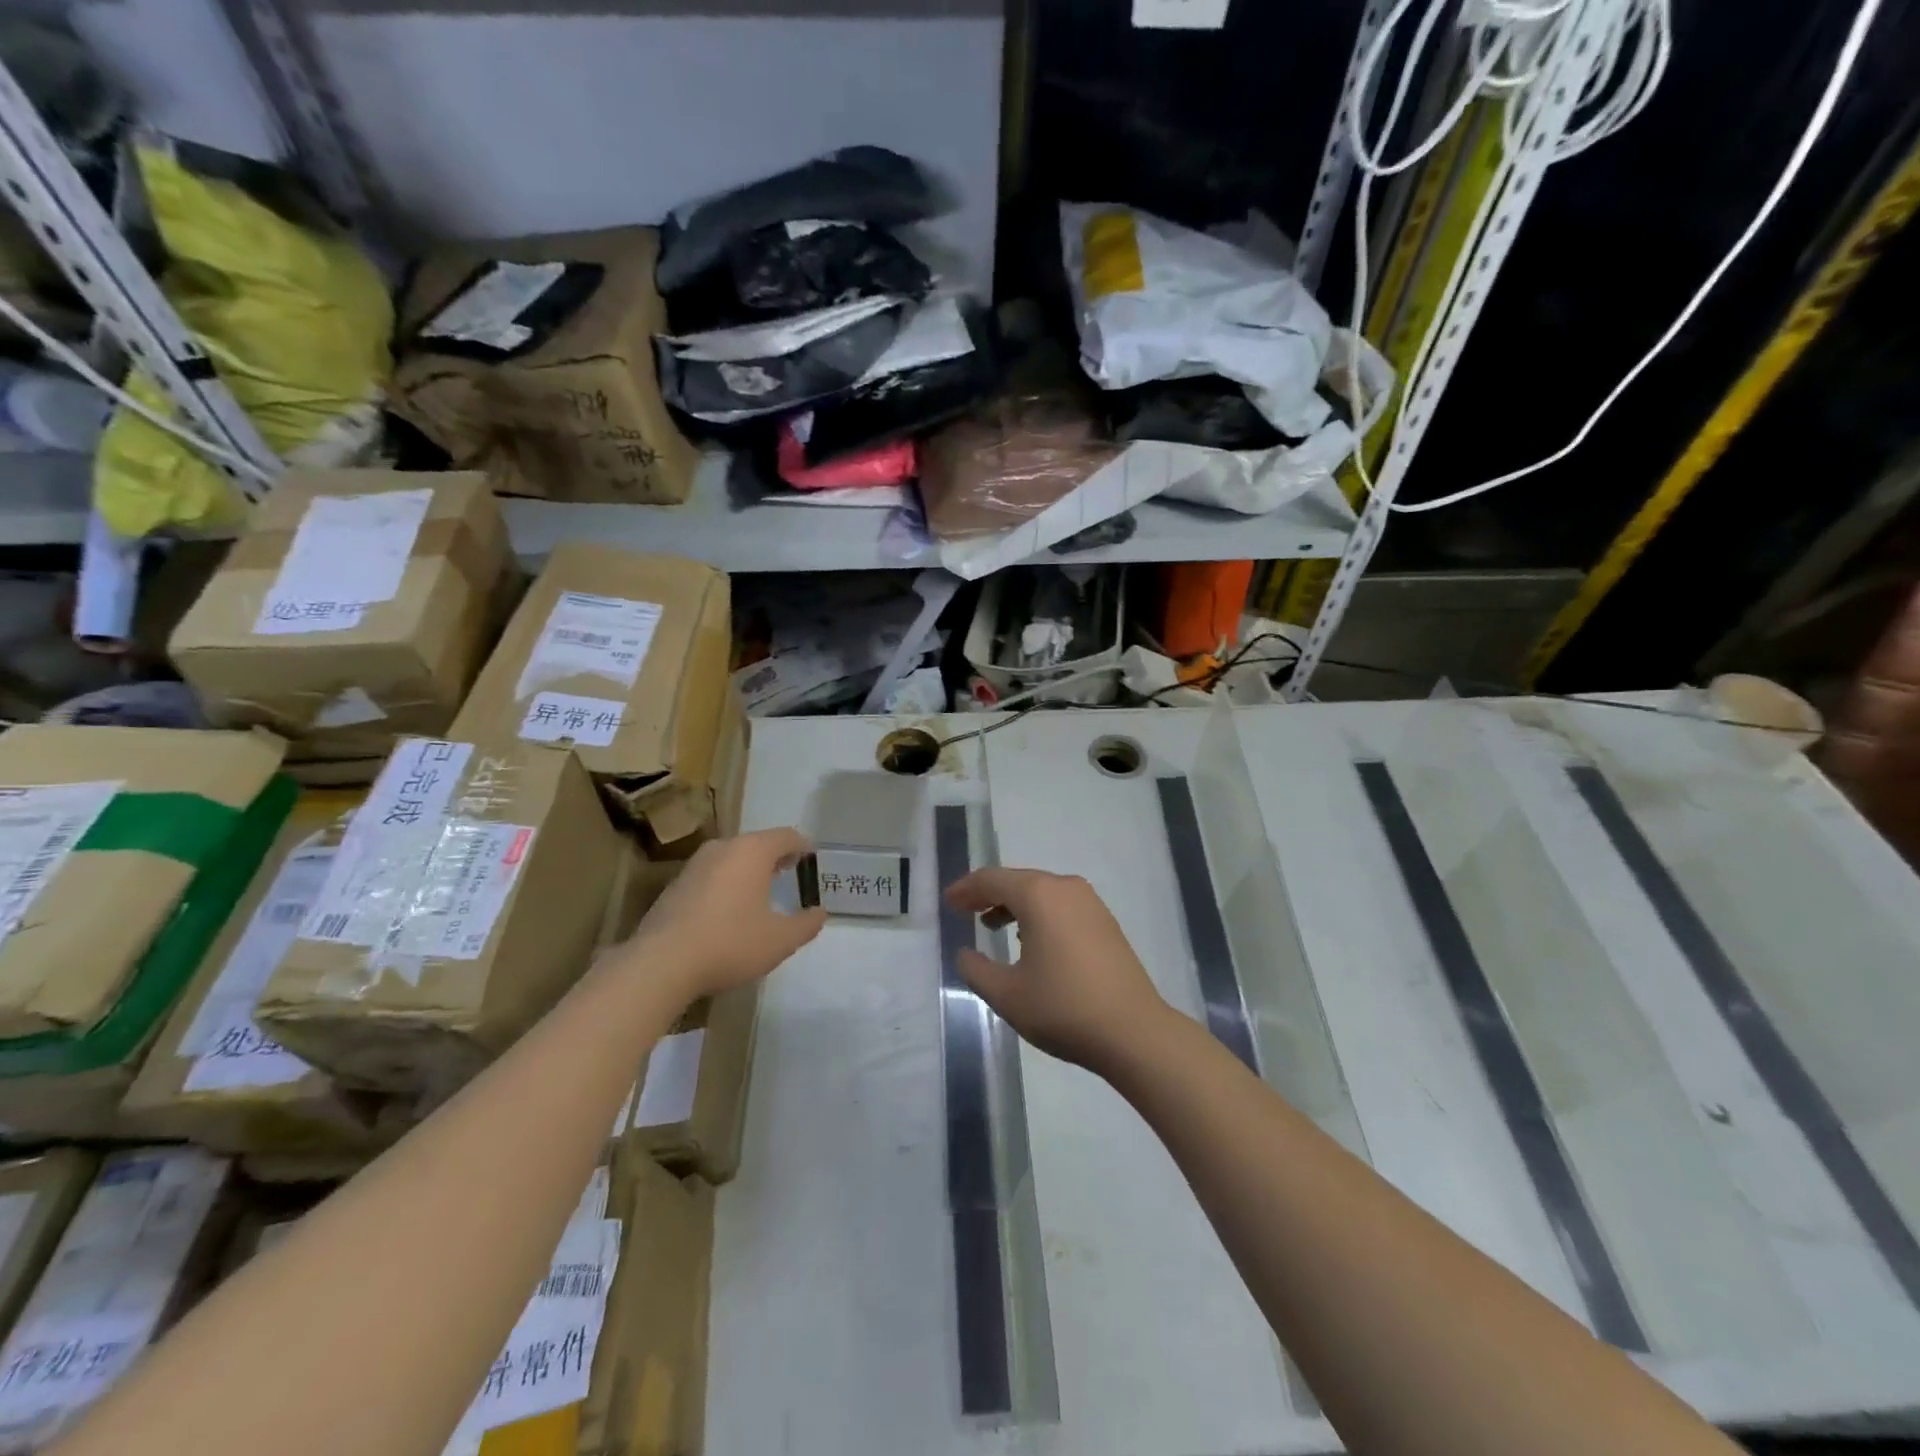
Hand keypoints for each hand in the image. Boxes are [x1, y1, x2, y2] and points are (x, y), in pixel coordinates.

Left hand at [631, 828, 826, 999]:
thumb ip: (806, 924)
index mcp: (752, 851)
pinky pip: (711, 875)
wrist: (660, 964)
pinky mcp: (674, 886)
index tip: (812, 860)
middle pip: (757, 844)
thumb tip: (820, 913)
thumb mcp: (780, 940)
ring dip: (748, 871)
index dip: (803, 846)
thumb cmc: (730, 943)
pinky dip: (726, 884)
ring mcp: (694, 865)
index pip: (786, 836)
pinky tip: (728, 911)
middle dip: (775, 857)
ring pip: (731, 858)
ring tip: (761, 893)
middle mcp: (723, 848)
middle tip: (790, 874)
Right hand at [945, 867, 1172, 1075]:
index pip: (992, 880)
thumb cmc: (1063, 1008)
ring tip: (992, 926)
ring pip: (1042, 892)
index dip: (965, 889)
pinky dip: (1039, 914)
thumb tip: (965, 953)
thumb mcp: (1007, 994)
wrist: (1134, 1031)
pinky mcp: (1105, 922)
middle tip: (964, 910)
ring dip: (1014, 904)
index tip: (948, 902)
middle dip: (988, 894)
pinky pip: (1061, 906)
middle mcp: (1065, 887)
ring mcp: (1090, 903)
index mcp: (1039, 895)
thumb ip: (976, 969)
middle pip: (1018, 881)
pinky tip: (1031, 941)